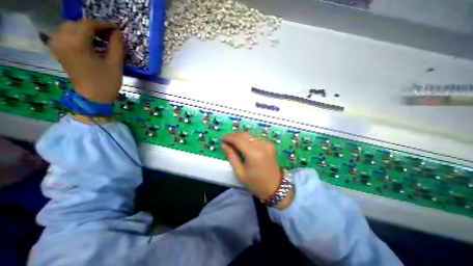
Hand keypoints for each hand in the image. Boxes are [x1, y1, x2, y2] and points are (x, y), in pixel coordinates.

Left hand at [49, 18, 123, 101]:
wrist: (94, 97)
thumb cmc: (107, 82)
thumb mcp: (115, 64)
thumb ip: (117, 47)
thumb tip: (118, 33)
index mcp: (77, 44)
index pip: (87, 25)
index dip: (103, 24)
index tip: (116, 29)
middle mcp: (61, 40)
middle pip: (76, 24)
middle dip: (94, 27)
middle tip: (110, 35)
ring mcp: (57, 45)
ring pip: (68, 28)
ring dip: (86, 30)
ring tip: (102, 39)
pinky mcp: (58, 51)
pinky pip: (65, 35)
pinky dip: (78, 35)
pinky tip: (91, 43)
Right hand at [221, 131, 292, 209]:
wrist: (275, 186)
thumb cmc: (256, 182)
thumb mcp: (240, 172)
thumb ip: (231, 156)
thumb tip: (223, 145)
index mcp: (253, 153)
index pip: (238, 139)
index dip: (228, 137)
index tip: (221, 139)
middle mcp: (261, 144)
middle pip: (244, 134)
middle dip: (233, 135)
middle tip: (225, 141)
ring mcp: (266, 143)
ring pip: (249, 134)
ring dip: (239, 136)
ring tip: (232, 142)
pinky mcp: (269, 143)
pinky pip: (255, 137)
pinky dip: (247, 138)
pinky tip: (242, 144)